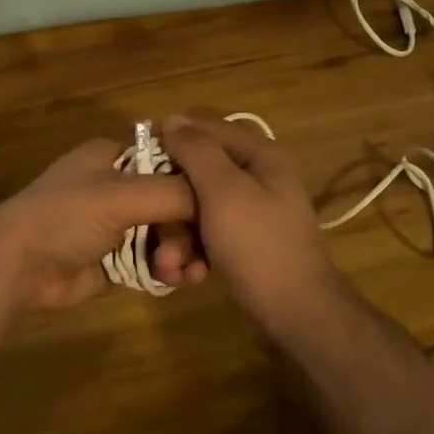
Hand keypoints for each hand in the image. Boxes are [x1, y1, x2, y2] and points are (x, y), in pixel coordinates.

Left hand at [0, 139, 199, 311]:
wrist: (16, 267)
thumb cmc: (65, 217)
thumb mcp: (121, 195)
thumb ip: (174, 193)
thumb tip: (215, 199)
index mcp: (114, 156)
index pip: (170, 157)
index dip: (197, 177)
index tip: (222, 200)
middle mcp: (118, 186)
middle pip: (174, 200)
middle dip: (187, 228)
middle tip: (190, 253)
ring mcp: (117, 225)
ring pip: (168, 233)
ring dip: (181, 252)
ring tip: (179, 273)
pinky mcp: (115, 260)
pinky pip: (154, 260)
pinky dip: (168, 269)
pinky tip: (176, 281)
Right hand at [160, 115, 347, 331]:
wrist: (294, 313)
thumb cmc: (258, 244)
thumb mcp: (223, 191)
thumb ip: (197, 151)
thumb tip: (172, 120)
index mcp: (261, 157)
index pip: (207, 131)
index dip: (172, 143)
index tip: (139, 164)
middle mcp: (258, 179)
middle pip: (198, 174)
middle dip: (172, 205)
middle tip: (154, 228)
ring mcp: (251, 214)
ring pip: (197, 209)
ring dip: (178, 236)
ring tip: (170, 264)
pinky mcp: (243, 244)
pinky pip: (207, 235)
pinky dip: (194, 252)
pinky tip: (186, 274)